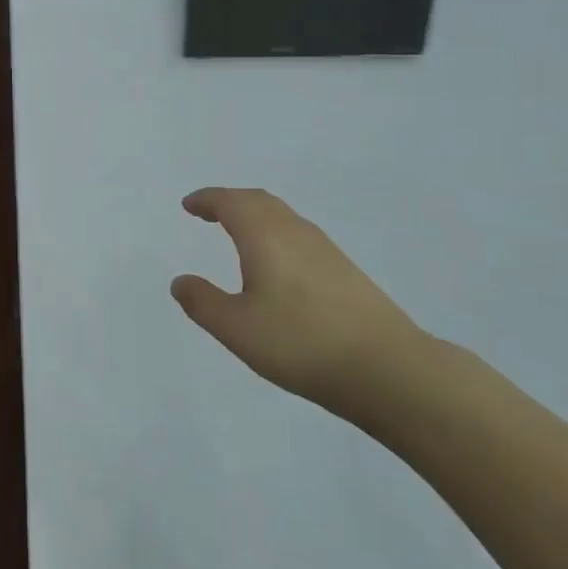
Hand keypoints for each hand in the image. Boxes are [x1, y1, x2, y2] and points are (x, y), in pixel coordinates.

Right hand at [171, 187, 427, 414]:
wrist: (387, 368)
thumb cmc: (300, 342)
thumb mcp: (236, 328)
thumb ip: (203, 302)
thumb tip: (180, 281)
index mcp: (265, 236)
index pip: (231, 202)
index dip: (207, 200)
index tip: (188, 205)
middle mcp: (295, 232)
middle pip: (259, 201)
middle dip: (230, 202)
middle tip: (209, 212)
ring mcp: (325, 250)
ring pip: (283, 217)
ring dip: (255, 216)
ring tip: (237, 233)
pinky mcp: (345, 271)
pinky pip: (299, 235)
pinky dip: (275, 234)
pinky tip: (276, 264)